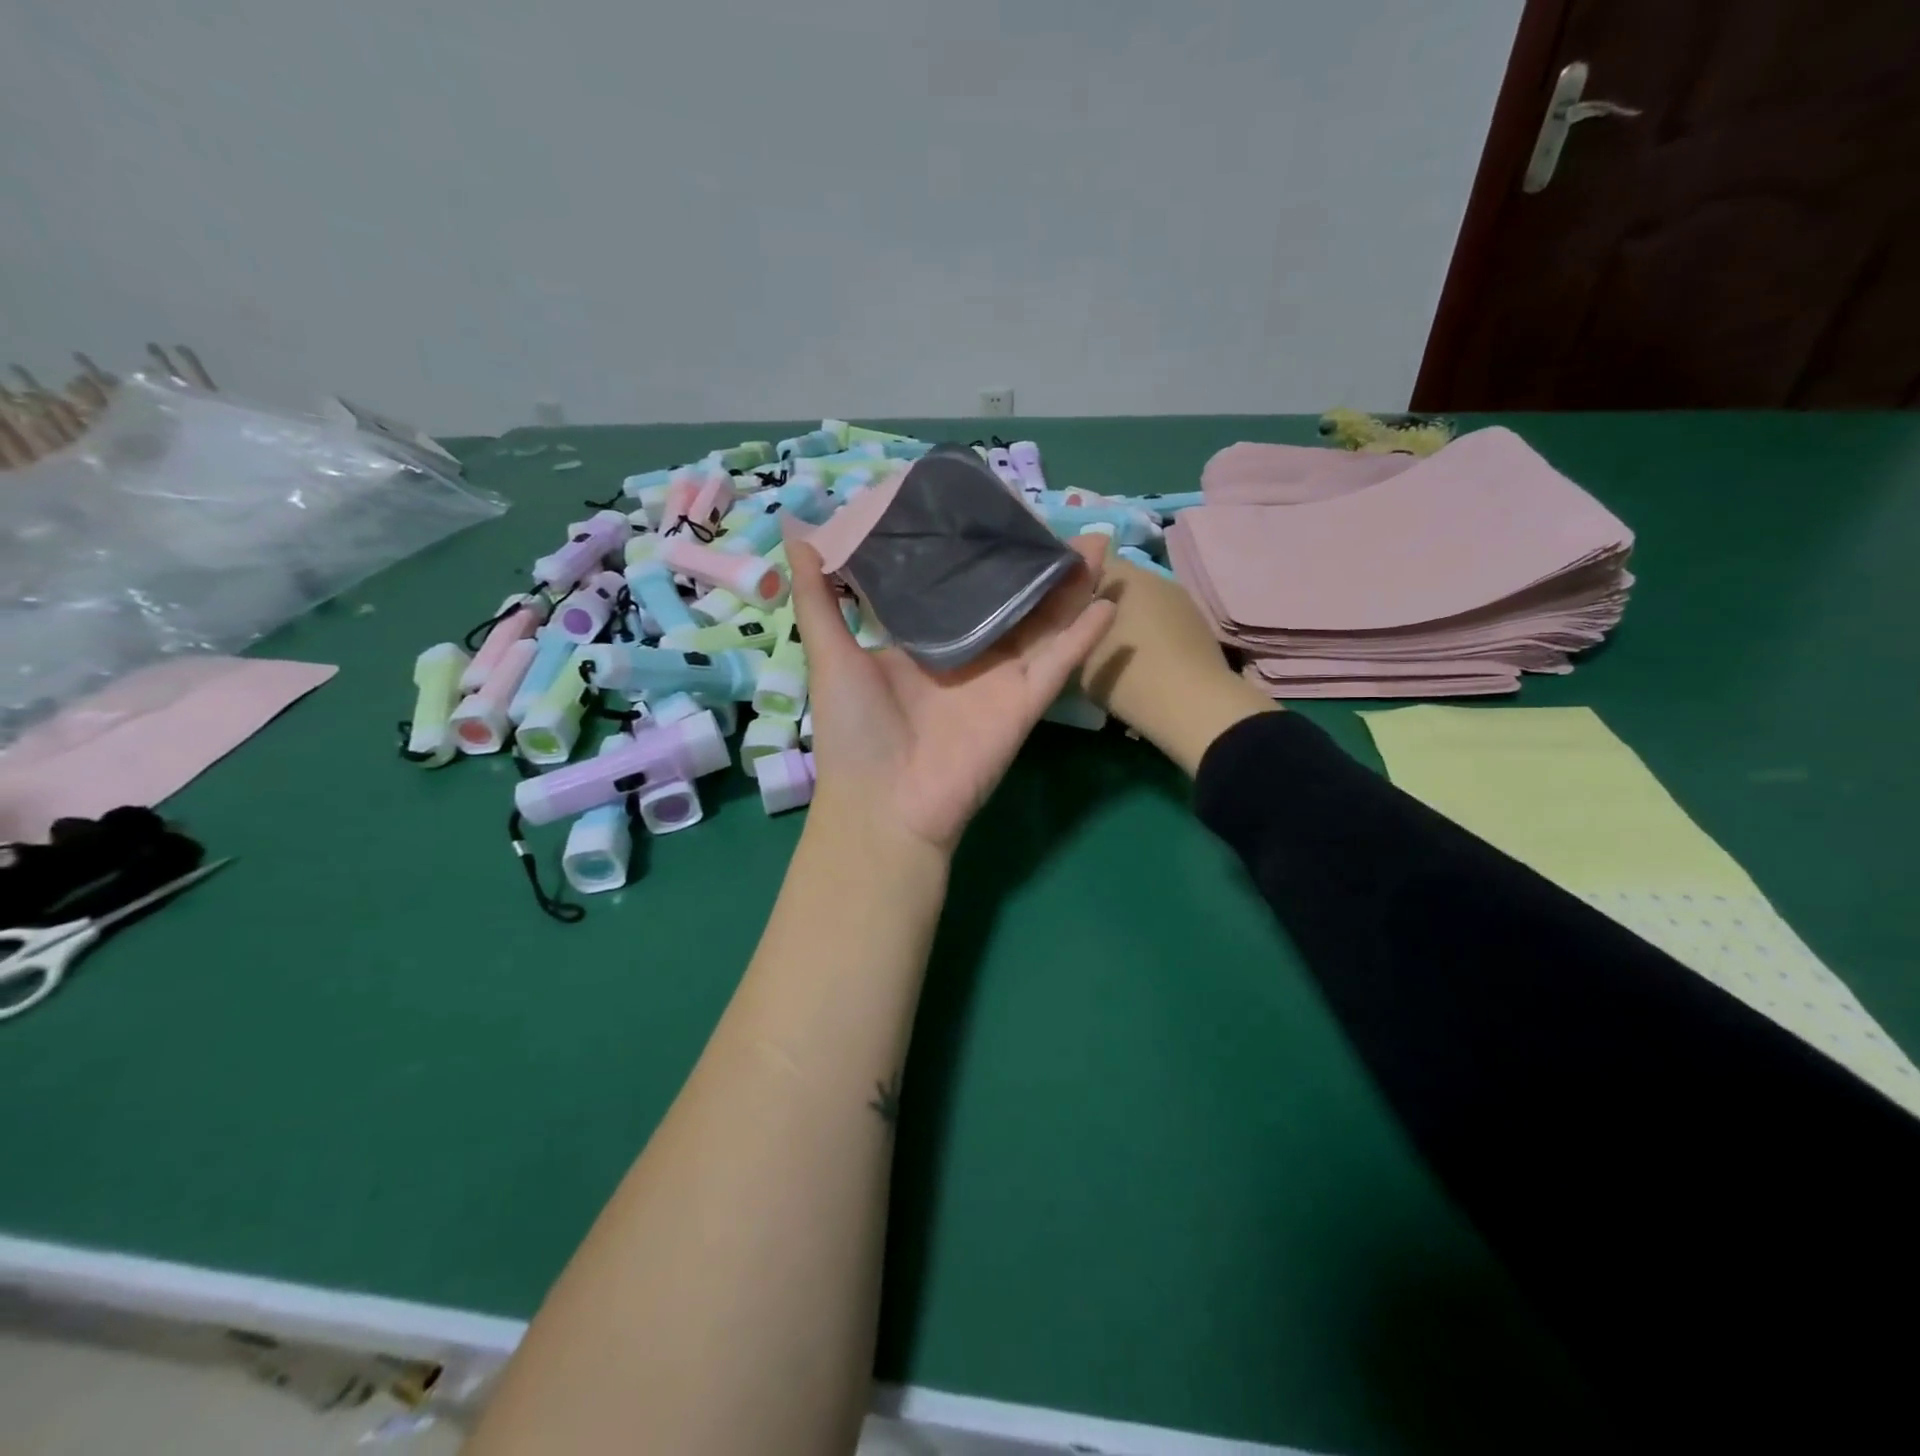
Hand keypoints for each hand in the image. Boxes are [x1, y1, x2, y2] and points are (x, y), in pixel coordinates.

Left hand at [786, 534, 1116, 855]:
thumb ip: (818, 596)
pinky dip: (1085, 636)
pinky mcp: (1023, 703)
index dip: (977, 553)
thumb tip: (796, 533)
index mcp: (924, 642)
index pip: (958, 587)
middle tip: (1053, 521)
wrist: (883, 805)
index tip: (990, 510)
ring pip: (1044, 623)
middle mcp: (967, 656)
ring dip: (1070, 587)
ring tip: (1094, 543)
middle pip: (1010, 600)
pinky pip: (1059, 664)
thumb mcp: (829, 654)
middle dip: (1033, 564)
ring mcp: (1000, 679)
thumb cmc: (853, 730)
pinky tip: (1108, 601)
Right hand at [1078, 556, 1279, 776]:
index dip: (1070, 585)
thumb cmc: (1129, 677)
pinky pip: (1162, 622)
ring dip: (1127, 620)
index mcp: (1124, 575)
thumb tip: (1070, 619)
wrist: (1195, 709)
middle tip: (1080, 633)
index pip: (1086, 564)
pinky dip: (1150, 636)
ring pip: (1143, 604)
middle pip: (1117, 584)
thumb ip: (1070, 631)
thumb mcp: (1079, 658)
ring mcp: (1182, 600)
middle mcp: (1155, 577)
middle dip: (1099, 603)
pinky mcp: (1199, 626)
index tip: (1058, 611)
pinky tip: (1141, 661)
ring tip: (1111, 650)